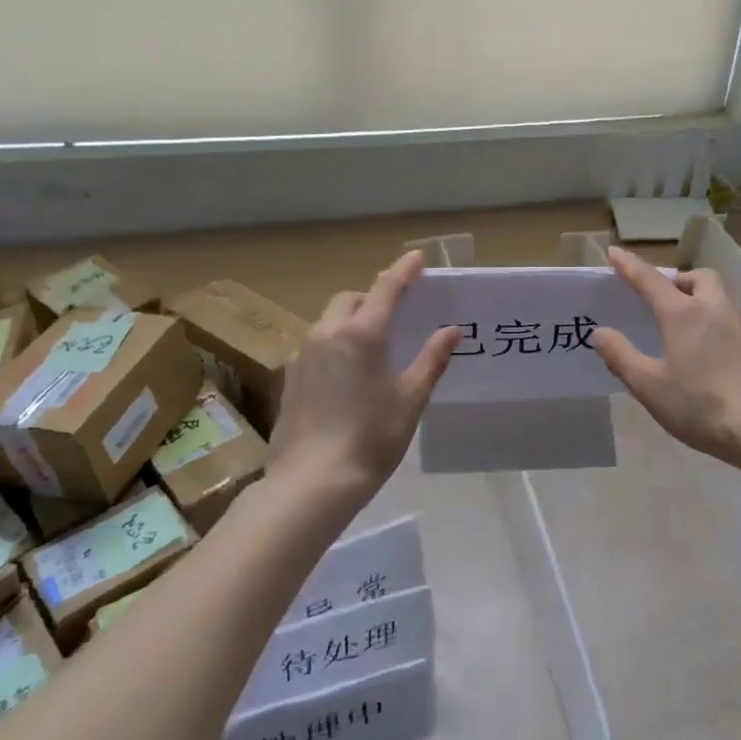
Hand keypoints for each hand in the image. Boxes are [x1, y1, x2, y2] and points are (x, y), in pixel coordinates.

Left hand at [268, 251, 460, 494]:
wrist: (312, 482)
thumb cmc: (371, 438)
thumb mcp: (411, 398)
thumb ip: (431, 359)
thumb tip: (451, 330)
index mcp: (362, 334)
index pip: (386, 289)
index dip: (403, 270)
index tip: (416, 256)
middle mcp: (327, 334)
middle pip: (351, 299)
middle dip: (373, 296)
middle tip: (395, 312)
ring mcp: (303, 355)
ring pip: (329, 321)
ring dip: (351, 319)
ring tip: (371, 344)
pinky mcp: (290, 378)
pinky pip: (315, 345)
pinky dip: (334, 343)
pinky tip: (346, 373)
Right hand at [593, 245, 740, 469]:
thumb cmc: (701, 404)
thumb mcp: (649, 386)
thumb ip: (621, 356)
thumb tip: (600, 332)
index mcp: (682, 313)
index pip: (650, 279)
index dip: (629, 265)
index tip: (613, 252)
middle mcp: (713, 308)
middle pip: (697, 277)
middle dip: (676, 279)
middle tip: (660, 298)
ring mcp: (740, 325)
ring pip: (716, 295)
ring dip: (697, 297)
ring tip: (681, 325)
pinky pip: (728, 318)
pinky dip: (712, 321)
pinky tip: (707, 351)